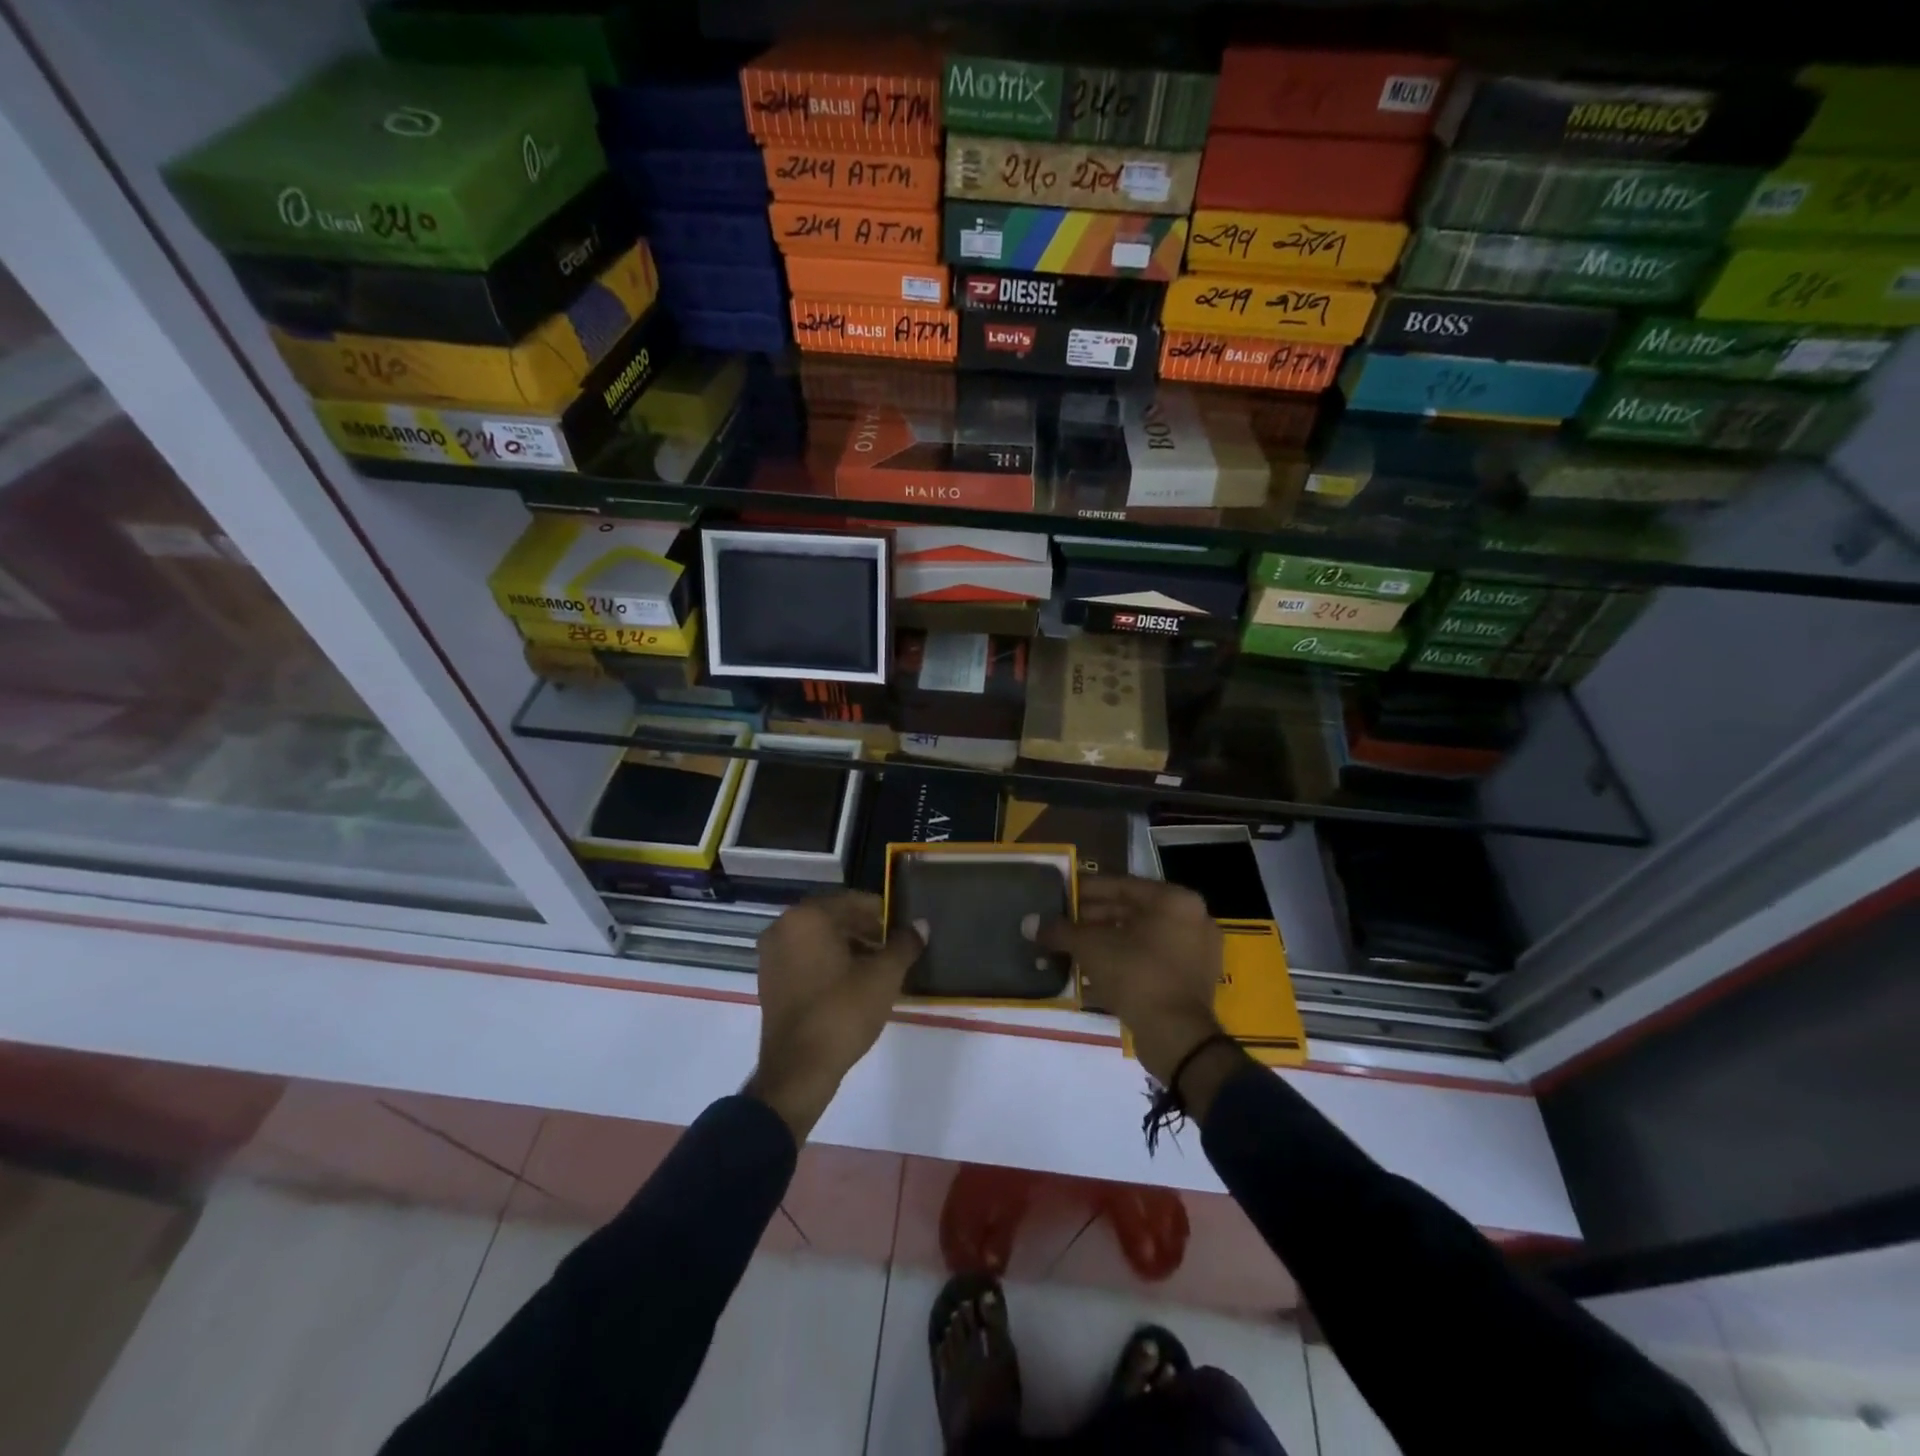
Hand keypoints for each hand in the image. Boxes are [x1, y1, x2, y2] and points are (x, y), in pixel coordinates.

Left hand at [746, 892, 922, 1139]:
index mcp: (808, 917)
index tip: (902, 930)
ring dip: (847, 946)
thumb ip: (904, 945)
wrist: (798, 1070)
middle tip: (893, 948)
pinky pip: (804, 957)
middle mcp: (783, 927)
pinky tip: (851, 982)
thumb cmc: (842, 1012)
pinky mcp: (769, 980)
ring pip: (818, 938)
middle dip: (865, 929)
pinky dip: (827, 961)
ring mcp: (771, 955)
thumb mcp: (884, 976)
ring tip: (876, 967)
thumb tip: (921, 925)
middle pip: (833, 918)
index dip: (882, 913)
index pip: (853, 901)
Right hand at [1033, 877, 1231, 1094]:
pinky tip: (1090, 973)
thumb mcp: (1090, 947)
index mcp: (1174, 900)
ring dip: (1104, 942)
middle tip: (1061, 924)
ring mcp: (1194, 952)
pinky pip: (1149, 961)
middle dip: (1092, 919)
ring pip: (1139, 938)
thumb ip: (1060, 931)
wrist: (1177, 1037)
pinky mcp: (1190, 981)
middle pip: (1131, 911)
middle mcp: (1191, 919)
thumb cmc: (1136, 975)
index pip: (1121, 885)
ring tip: (1070, 948)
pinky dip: (1121, 962)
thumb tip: (1028, 923)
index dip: (1086, 890)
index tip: (1061, 894)